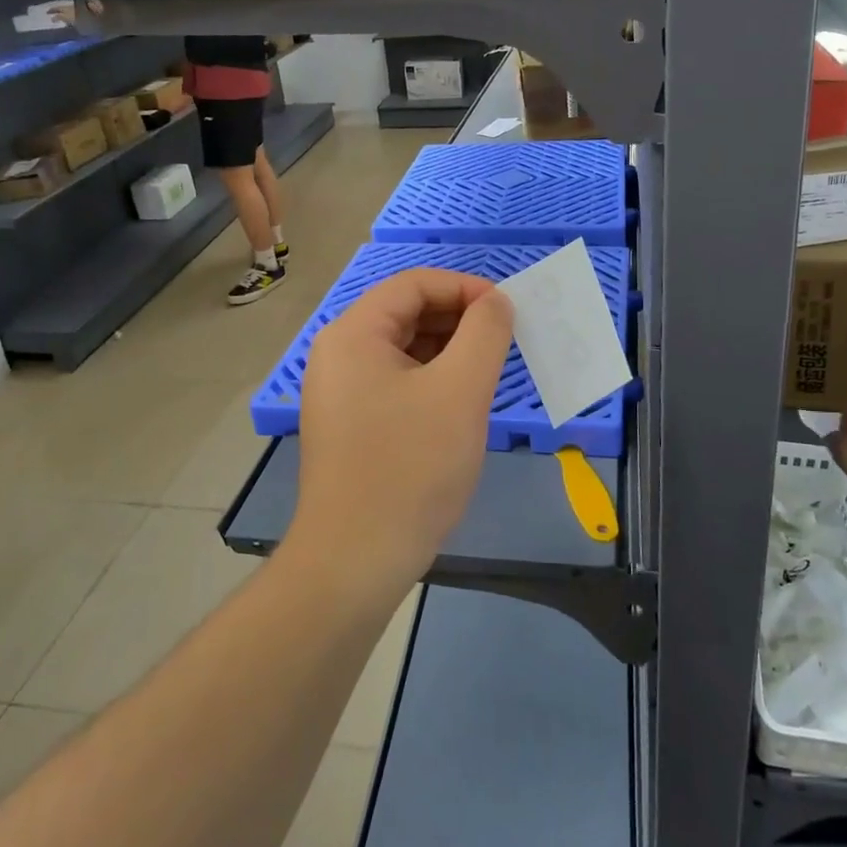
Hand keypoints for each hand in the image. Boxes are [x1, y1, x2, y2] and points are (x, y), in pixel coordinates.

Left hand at [287, 270, 514, 595]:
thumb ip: (484, 333)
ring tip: (489, 371)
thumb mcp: (459, 391)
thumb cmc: (410, 467)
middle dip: (459, 319)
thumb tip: (496, 302)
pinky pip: (397, 382)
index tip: (507, 311)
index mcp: (353, 334)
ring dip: (449, 351)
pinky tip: (461, 403)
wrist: (354, 561)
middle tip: (505, 341)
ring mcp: (341, 392)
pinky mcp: (351, 425)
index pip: (413, 284)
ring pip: (404, 350)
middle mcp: (339, 354)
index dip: (465, 288)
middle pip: (406, 313)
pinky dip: (432, 380)